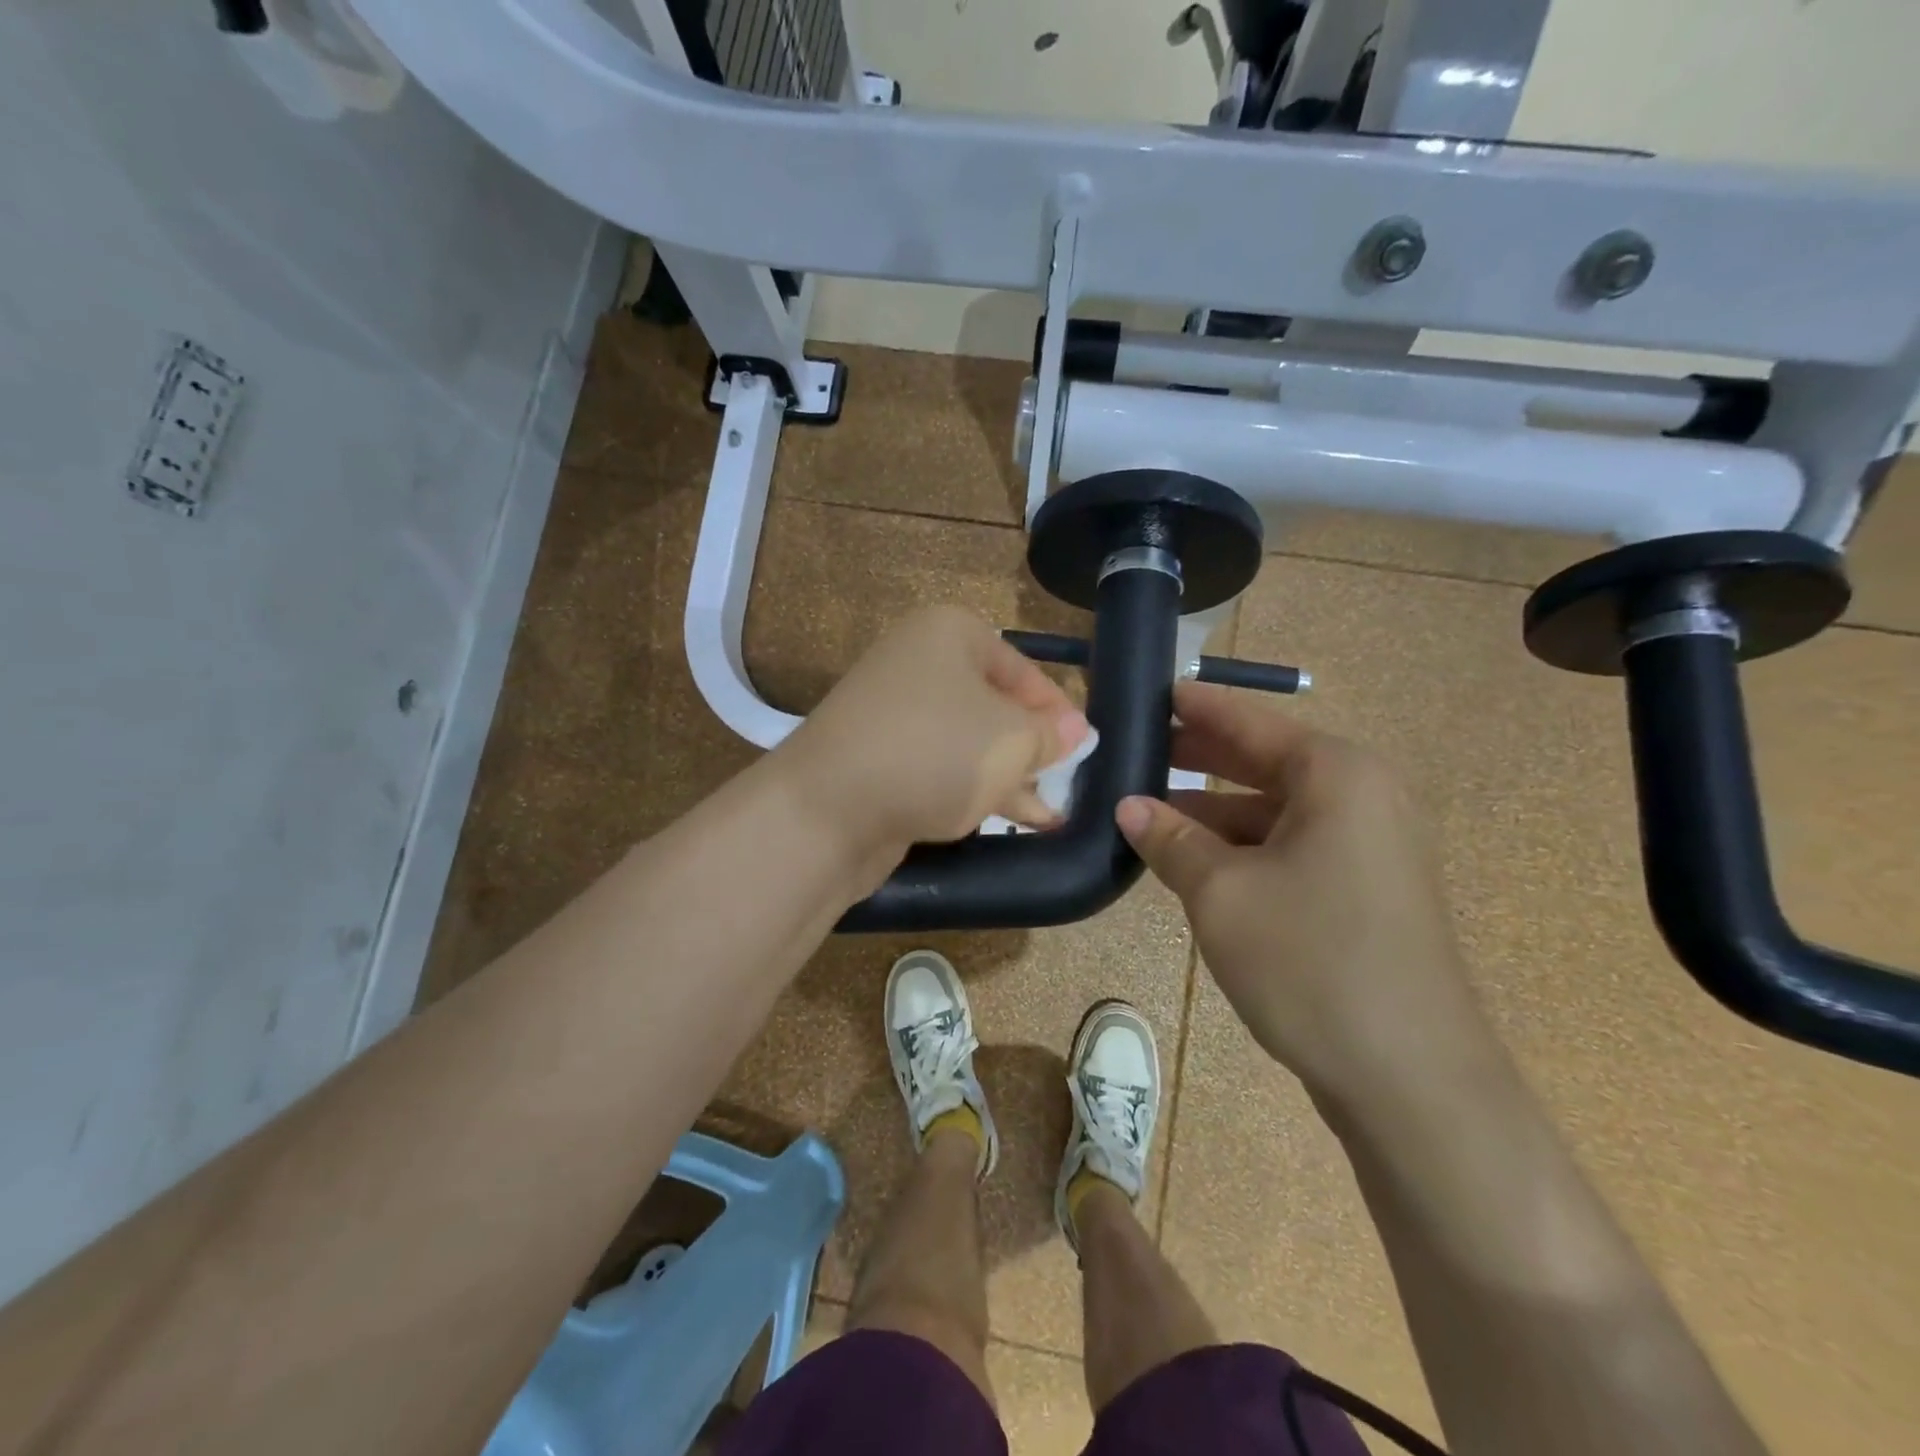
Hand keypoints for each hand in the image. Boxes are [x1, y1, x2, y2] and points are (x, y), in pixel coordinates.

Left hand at [777, 607, 1087, 873]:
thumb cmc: (935, 753)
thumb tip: (1075, 731)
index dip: (1056, 711)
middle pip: (993, 705)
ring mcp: (892, 714)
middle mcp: (917, 664)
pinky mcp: (877, 759)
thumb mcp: (1011, 740)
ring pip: (967, 742)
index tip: (1083, 750)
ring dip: (1008, 776)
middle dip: (1032, 749)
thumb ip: (1049, 735)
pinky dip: (972, 790)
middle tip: (1065, 784)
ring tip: (1050, 814)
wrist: (826, 809)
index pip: (1022, 669)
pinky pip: (938, 768)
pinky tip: (1009, 821)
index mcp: (948, 634)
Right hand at [1116, 682, 1496, 1107]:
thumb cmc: (1310, 960)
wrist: (1412, 1079)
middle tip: (1133, 748)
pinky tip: (1192, 859)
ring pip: (1273, 810)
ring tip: (1146, 809)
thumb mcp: (1221, 893)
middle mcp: (1362, 796)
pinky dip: (1241, 847)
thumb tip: (1128, 806)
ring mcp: (1369, 846)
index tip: (1147, 692)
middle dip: (1196, 757)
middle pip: (1262, 761)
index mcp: (1337, 774)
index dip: (1193, 707)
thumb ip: (1170, 839)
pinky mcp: (1365, 889)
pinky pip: (1290, 846)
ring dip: (1212, 811)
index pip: (1248, 721)